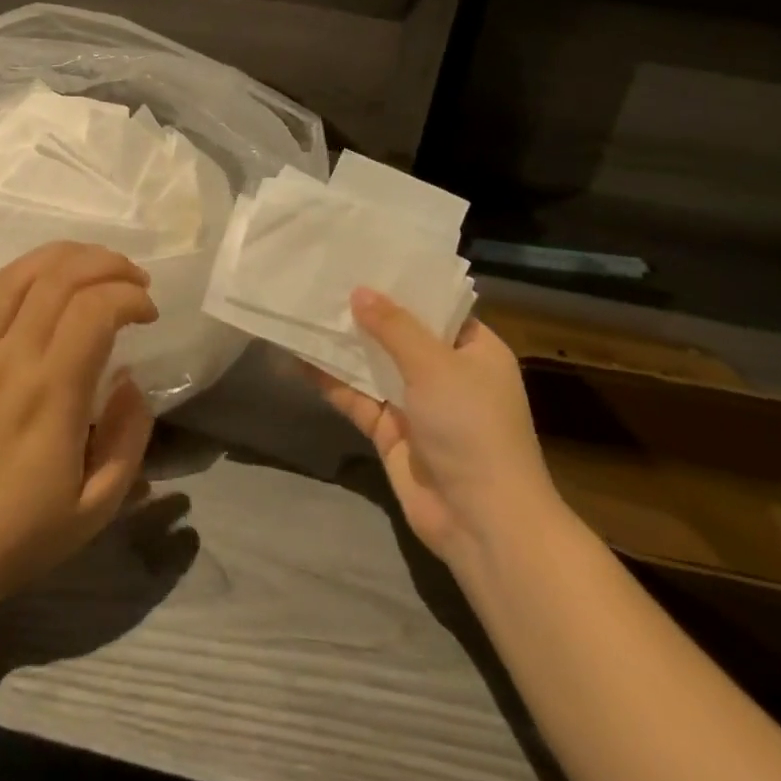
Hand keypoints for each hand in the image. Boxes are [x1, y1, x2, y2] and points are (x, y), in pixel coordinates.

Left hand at [0, 243, 159, 599]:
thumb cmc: (26, 530)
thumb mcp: (100, 504)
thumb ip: (129, 437)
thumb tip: (130, 380)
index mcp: (50, 393)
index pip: (93, 309)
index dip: (130, 297)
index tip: (150, 314)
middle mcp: (10, 359)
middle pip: (58, 276)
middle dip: (106, 263)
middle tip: (134, 280)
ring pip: (15, 275)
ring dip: (61, 256)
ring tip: (93, 266)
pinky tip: (11, 283)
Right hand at [306, 288, 557, 562]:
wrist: (481, 522)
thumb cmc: (471, 428)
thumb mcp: (435, 366)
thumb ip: (394, 327)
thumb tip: (359, 291)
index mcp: (474, 350)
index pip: (437, 307)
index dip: (403, 285)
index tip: (365, 259)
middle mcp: (447, 372)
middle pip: (400, 333)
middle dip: (365, 311)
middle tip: (324, 277)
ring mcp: (417, 403)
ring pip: (374, 364)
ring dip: (344, 344)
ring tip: (304, 308)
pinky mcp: (390, 431)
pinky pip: (357, 396)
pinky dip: (331, 380)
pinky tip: (298, 356)